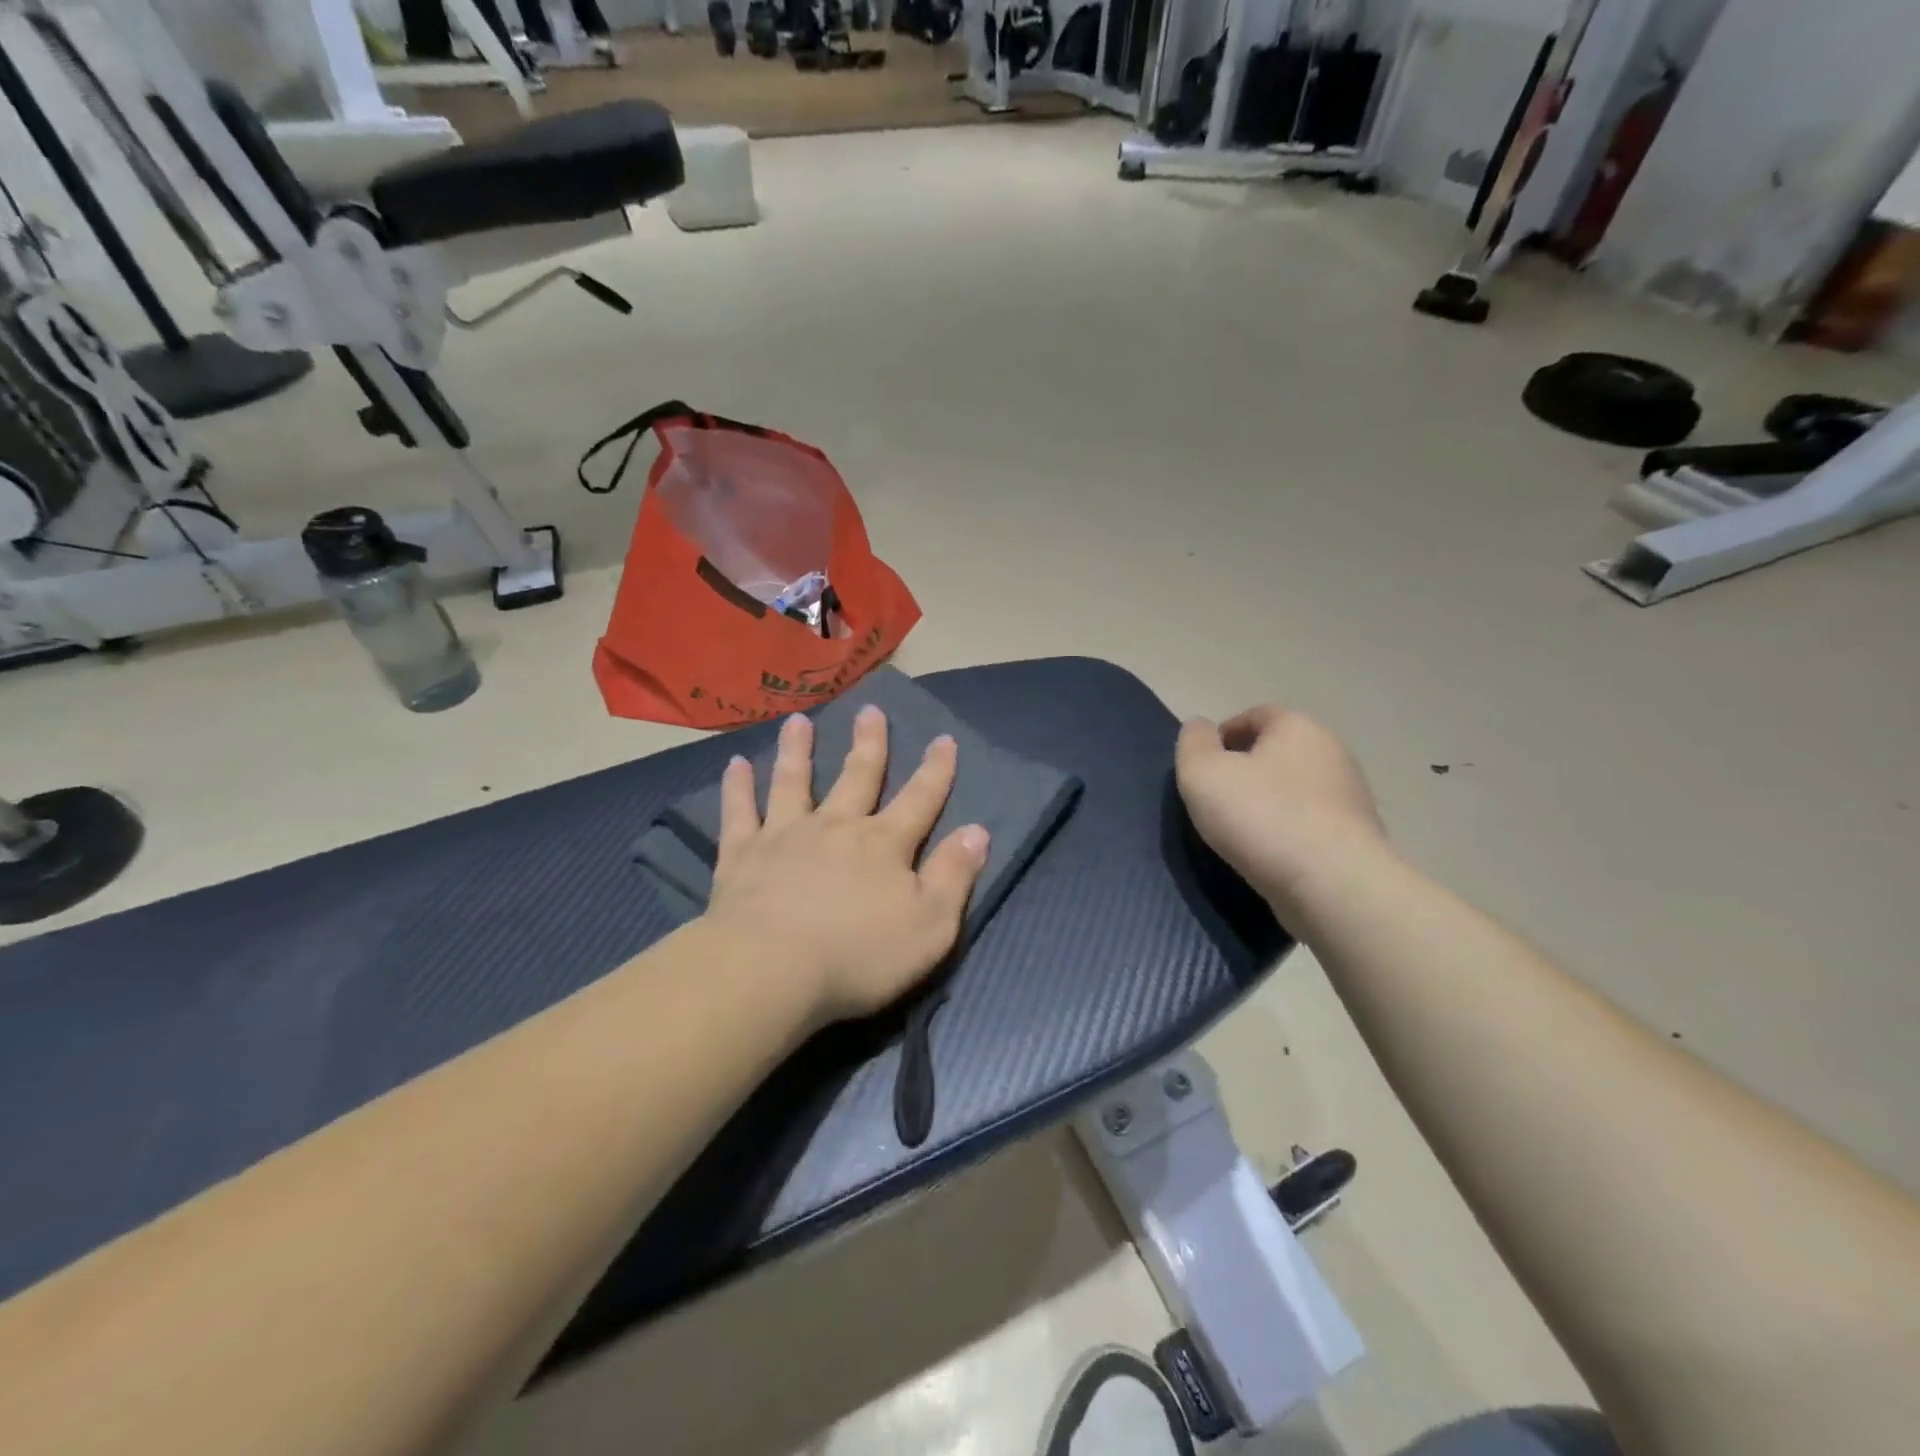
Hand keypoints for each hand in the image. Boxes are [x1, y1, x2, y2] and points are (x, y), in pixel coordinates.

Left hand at [704, 708, 990, 1024]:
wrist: (772, 970)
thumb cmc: (859, 955)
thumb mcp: (930, 926)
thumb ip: (954, 876)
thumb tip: (977, 832)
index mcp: (884, 844)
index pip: (920, 799)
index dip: (936, 771)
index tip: (944, 739)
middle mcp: (837, 827)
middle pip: (857, 776)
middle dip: (869, 743)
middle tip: (869, 709)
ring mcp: (786, 835)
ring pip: (794, 782)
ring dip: (798, 750)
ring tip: (799, 721)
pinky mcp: (743, 854)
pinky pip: (740, 812)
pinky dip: (737, 787)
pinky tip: (736, 763)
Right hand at [1176, 706, 1385, 916]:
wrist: (1333, 885)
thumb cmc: (1261, 816)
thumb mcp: (1202, 773)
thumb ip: (1192, 744)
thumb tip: (1199, 728)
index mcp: (1297, 726)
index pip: (1255, 715)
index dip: (1223, 736)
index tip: (1202, 768)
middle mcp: (1332, 752)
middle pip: (1277, 751)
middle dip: (1246, 770)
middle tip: (1216, 800)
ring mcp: (1351, 796)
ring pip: (1295, 789)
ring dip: (1268, 803)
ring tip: (1241, 833)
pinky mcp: (1358, 837)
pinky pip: (1311, 824)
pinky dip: (1288, 832)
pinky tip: (1271, 856)